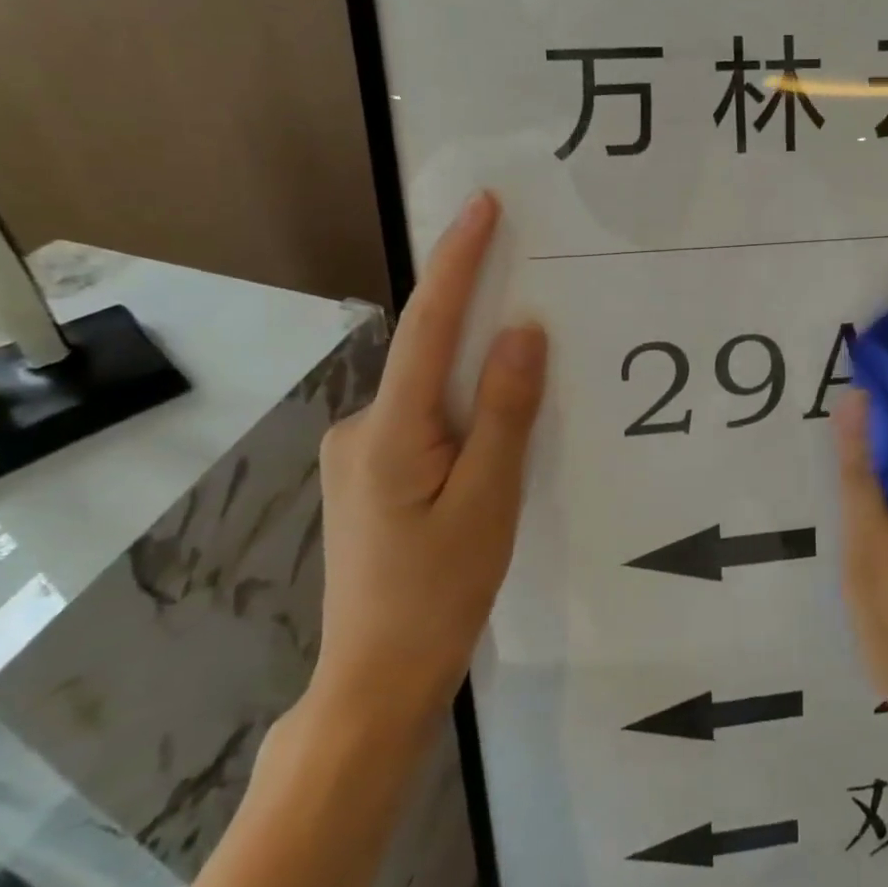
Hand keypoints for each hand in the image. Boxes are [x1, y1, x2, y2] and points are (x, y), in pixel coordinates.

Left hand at [308, 191, 546, 739]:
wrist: (378, 680)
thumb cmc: (439, 593)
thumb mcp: (489, 500)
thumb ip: (506, 411)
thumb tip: (523, 330)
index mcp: (390, 431)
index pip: (428, 324)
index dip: (457, 260)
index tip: (482, 206)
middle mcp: (362, 427)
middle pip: (428, 353)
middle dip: (475, 313)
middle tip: (528, 282)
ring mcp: (359, 453)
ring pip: (429, 390)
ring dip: (473, 372)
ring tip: (528, 376)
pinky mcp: (370, 475)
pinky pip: (424, 418)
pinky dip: (461, 408)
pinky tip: (491, 437)